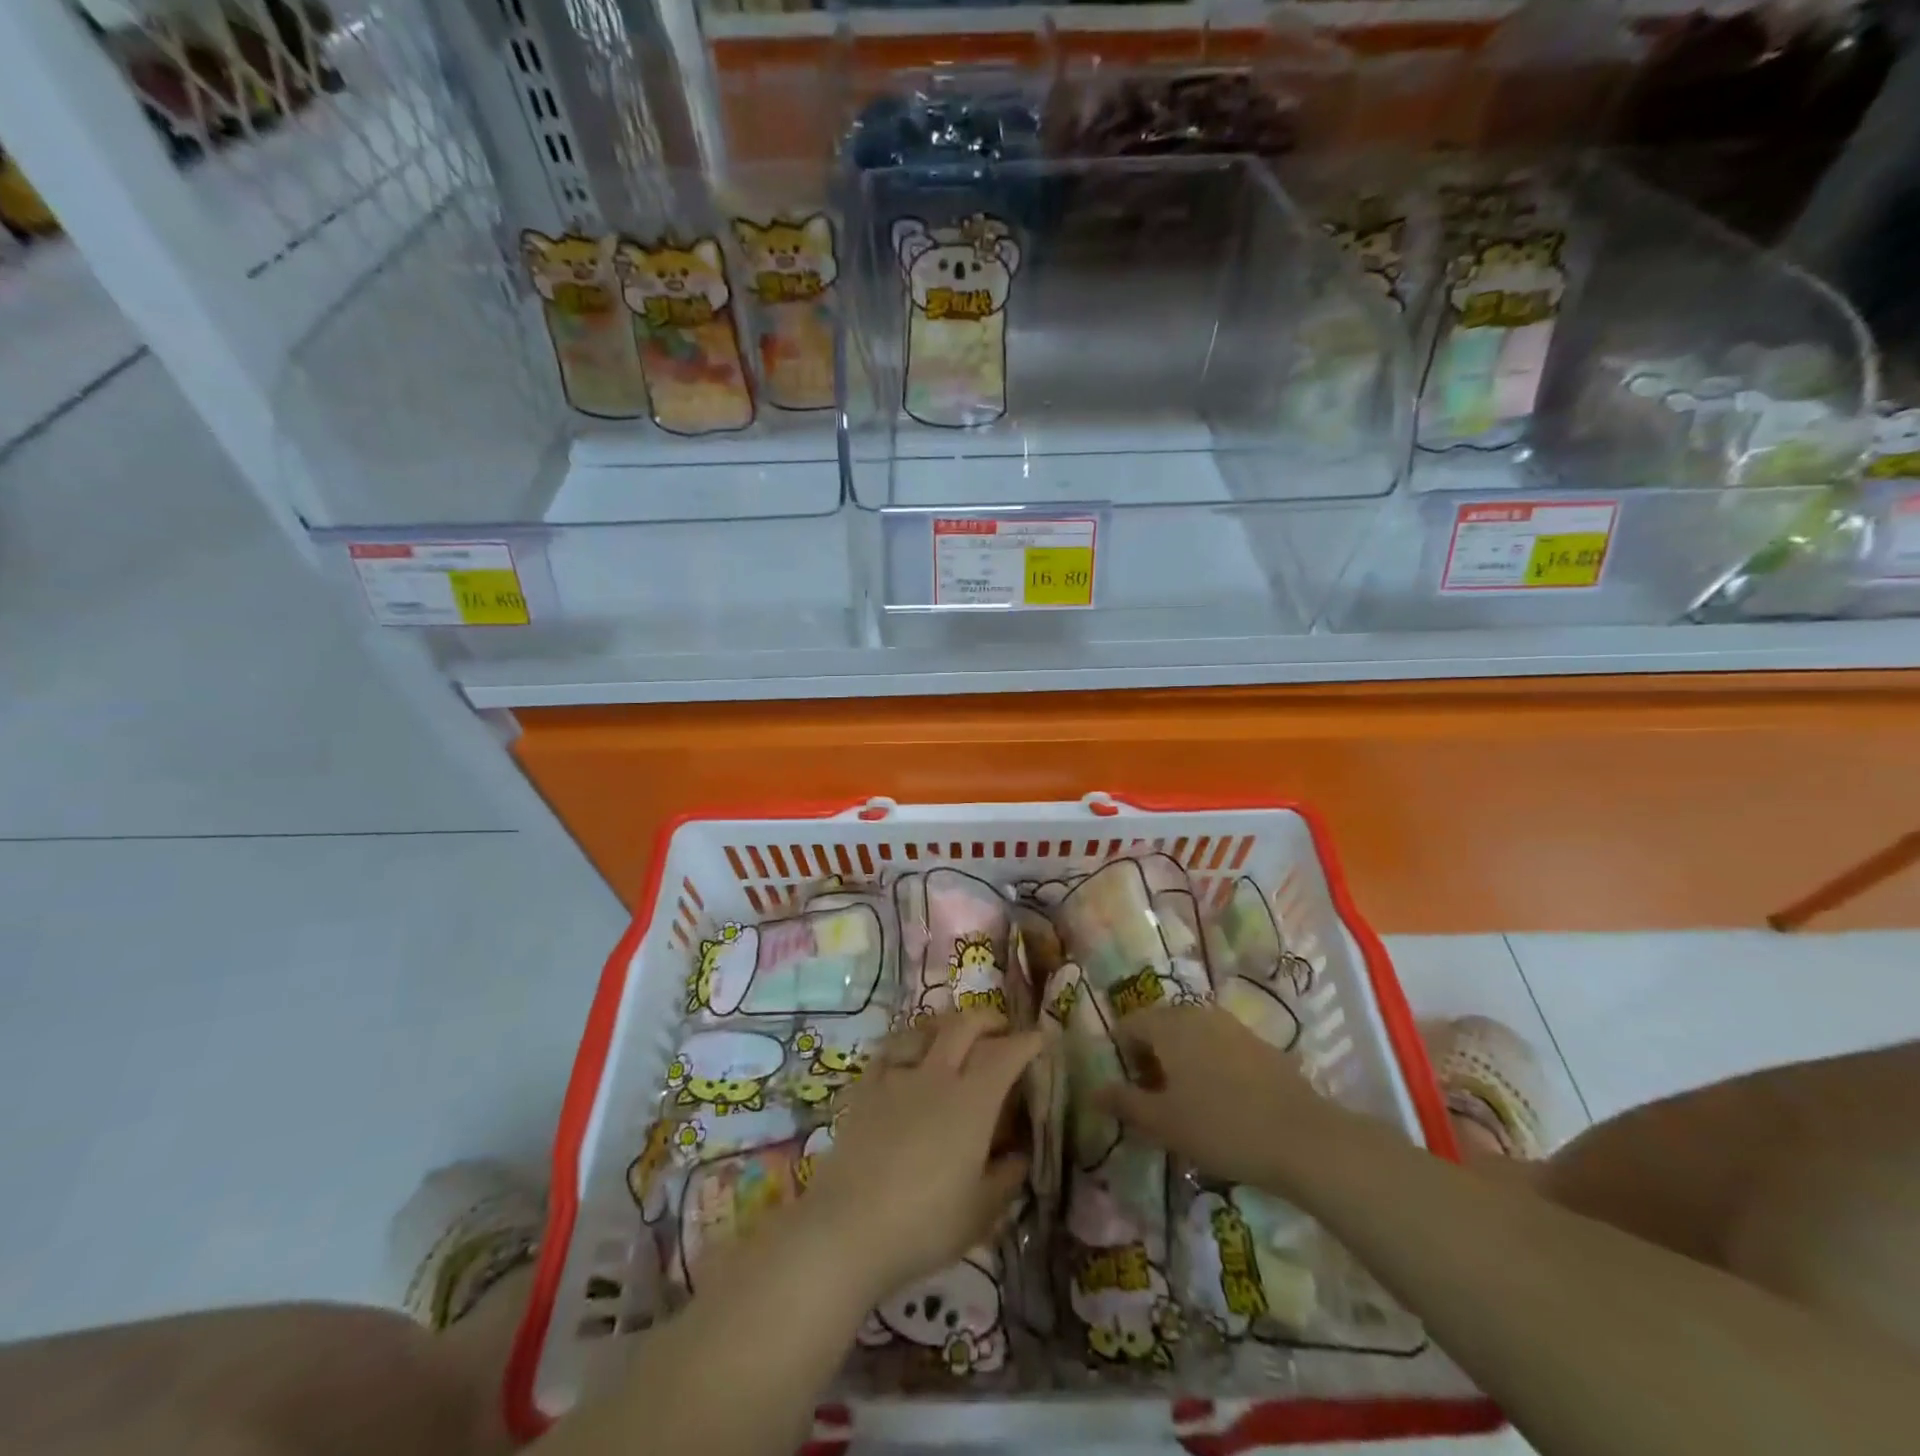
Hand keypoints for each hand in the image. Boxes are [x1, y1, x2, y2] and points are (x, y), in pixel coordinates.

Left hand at [803, 1011, 1041, 1301]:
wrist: (848, 1228)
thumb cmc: (925, 1223)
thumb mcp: (982, 1212)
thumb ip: (1007, 1177)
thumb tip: (1020, 1154)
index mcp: (973, 1100)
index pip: (1006, 1053)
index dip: (1027, 1041)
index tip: (1041, 1038)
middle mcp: (937, 1075)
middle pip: (965, 1025)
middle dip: (989, 1020)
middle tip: (1002, 1030)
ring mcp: (897, 1077)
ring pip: (925, 1029)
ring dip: (947, 1026)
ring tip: (955, 1037)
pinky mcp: (866, 1089)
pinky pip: (890, 1051)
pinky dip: (907, 1045)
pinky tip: (908, 1058)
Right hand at [1098, 1004, 1332, 1190]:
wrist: (1303, 1138)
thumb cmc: (1221, 1127)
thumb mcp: (1164, 1123)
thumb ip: (1124, 1103)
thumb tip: (1093, 1091)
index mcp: (1167, 1026)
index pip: (1128, 1025)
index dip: (1121, 1056)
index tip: (1130, 1091)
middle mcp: (1196, 1014)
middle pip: (1160, 1026)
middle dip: (1151, 1057)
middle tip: (1156, 1098)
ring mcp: (1230, 1025)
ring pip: (1191, 1035)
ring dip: (1181, 1060)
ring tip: (1188, 1101)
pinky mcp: (1258, 1042)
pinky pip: (1219, 1045)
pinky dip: (1210, 1064)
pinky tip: (1223, 1101)